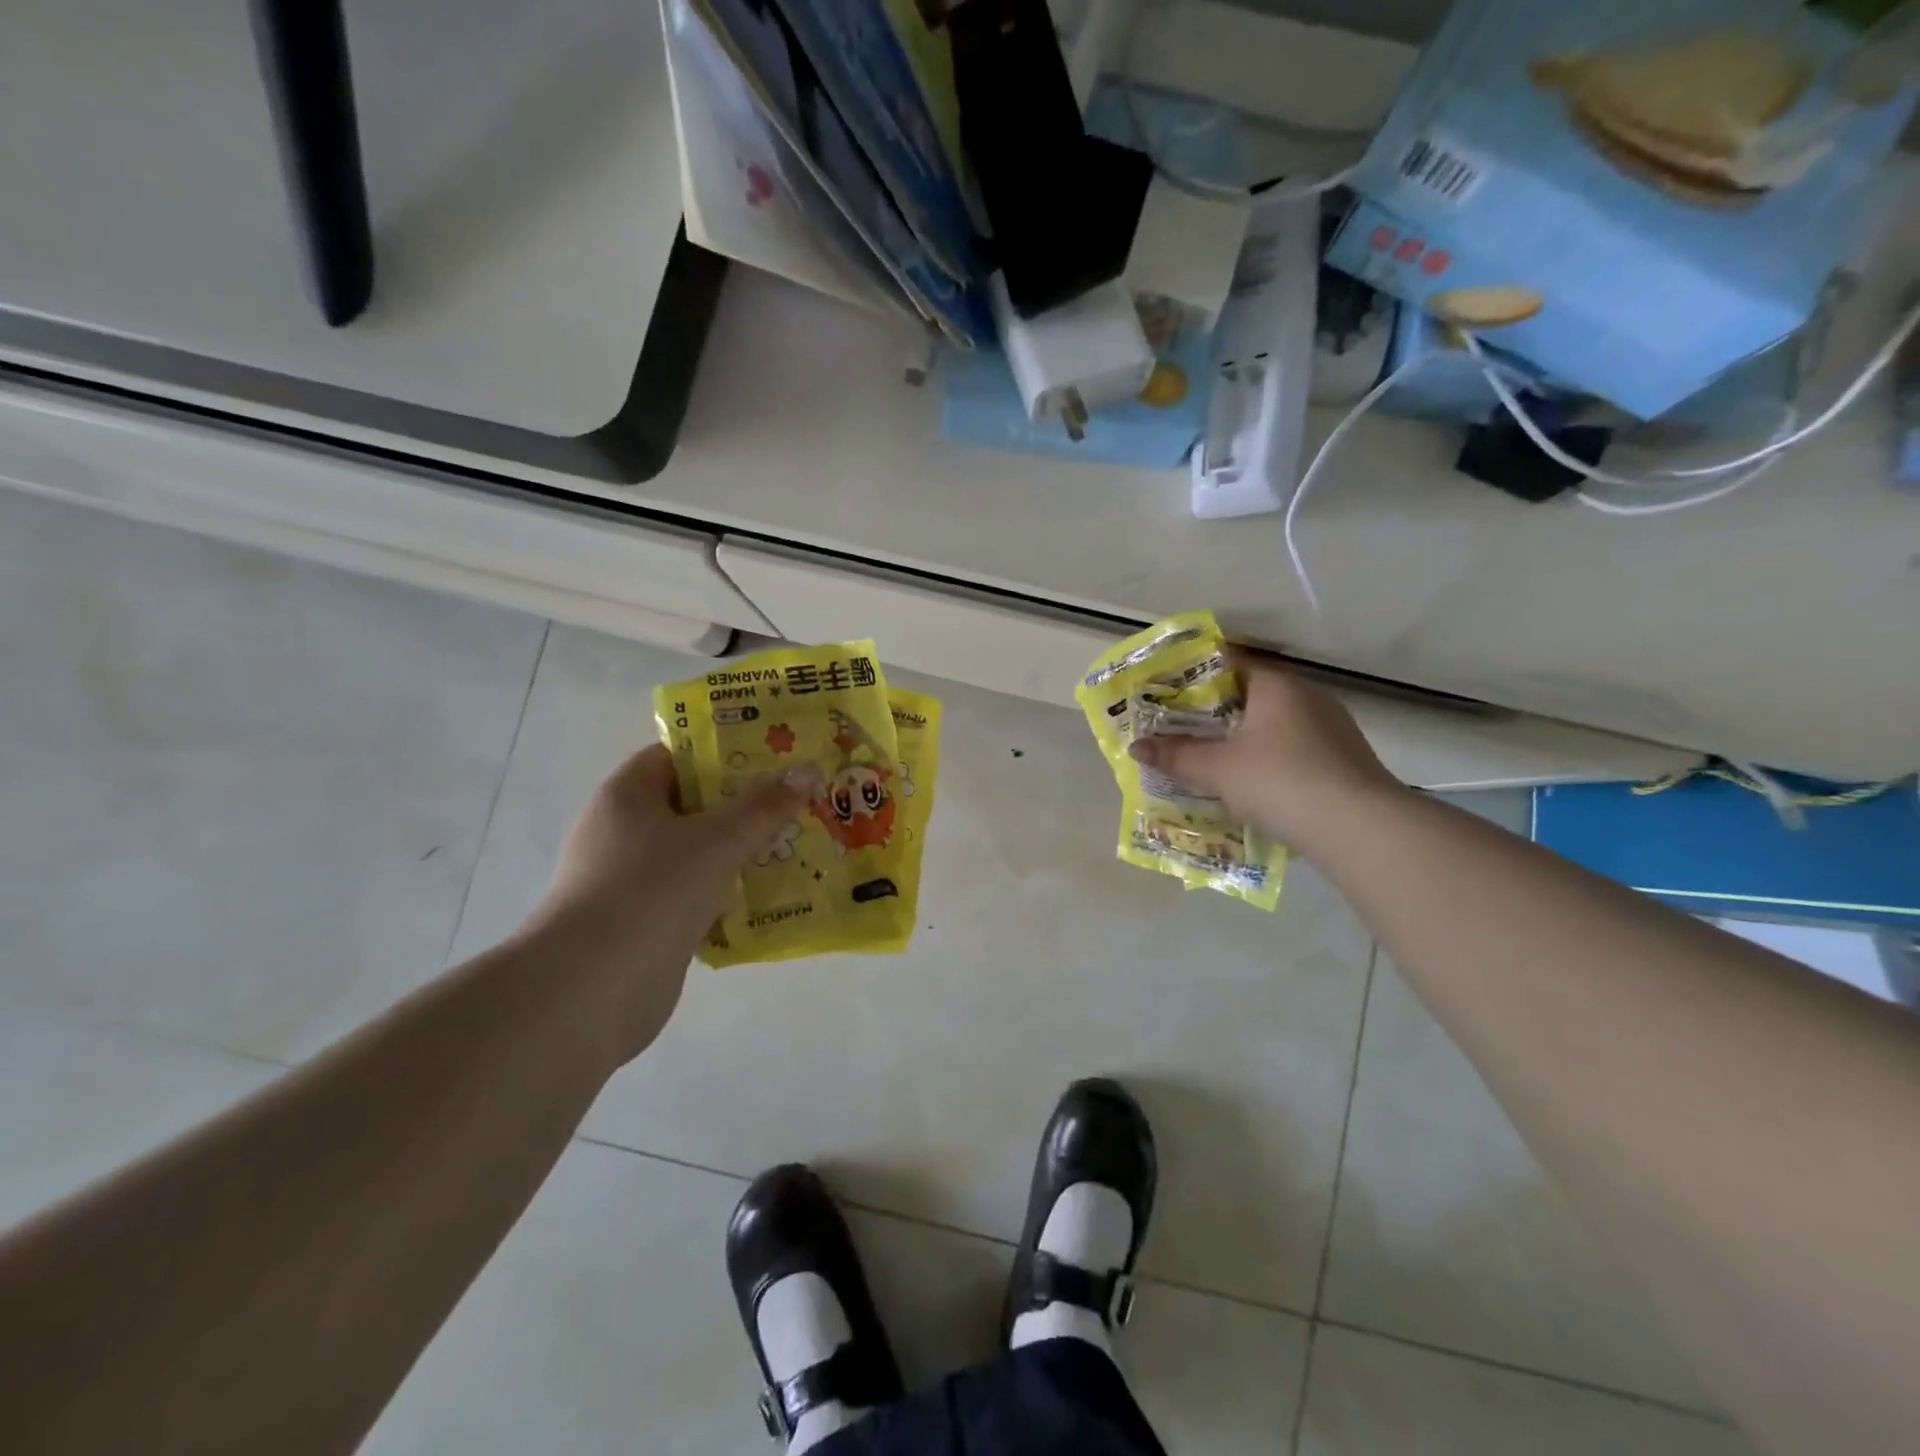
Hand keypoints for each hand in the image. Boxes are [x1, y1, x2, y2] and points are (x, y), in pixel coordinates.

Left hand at [526, 744, 807, 1056]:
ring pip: (697, 854)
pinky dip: (727, 896)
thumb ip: (764, 806)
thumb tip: (808, 770)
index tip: (774, 757)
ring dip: (741, 853)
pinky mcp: (644, 924)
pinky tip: (771, 898)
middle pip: (693, 805)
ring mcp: (631, 881)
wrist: (590, 991)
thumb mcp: (717, 840)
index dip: (724, 753)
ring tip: (797, 846)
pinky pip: (695, 896)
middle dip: (744, 805)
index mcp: (627, 796)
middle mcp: (623, 832)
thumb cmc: (650, 891)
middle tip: (797, 801)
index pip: (677, 757)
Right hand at [1128, 657, 1405, 850]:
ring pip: (1273, 726)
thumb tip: (1135, 746)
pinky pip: (1293, 750)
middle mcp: (1307, 696)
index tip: (1167, 692)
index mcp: (1276, 685)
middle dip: (1214, 714)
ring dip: (1242, 740)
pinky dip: (1268, 761)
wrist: (1360, 828)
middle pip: (1250, 695)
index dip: (1195, 675)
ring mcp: (1331, 728)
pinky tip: (1252, 786)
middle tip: (1179, 731)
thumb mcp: (1217, 769)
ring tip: (1210, 761)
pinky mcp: (1344, 760)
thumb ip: (1175, 755)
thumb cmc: (1280, 781)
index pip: (1229, 662)